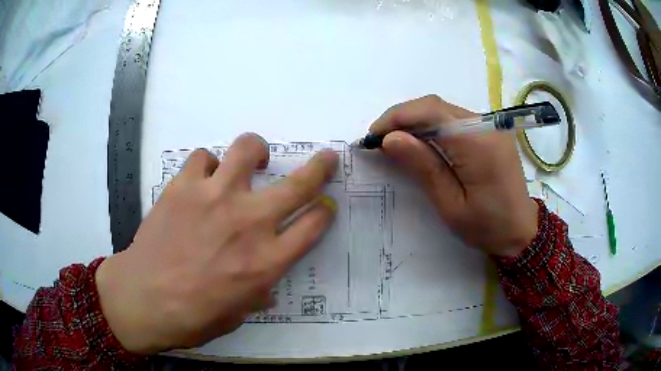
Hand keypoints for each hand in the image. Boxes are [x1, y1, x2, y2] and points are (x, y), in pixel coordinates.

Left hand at [96, 133, 338, 353]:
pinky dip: (207, 165)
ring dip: (256, 150)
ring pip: (247, 149)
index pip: (313, 225)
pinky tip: (203, 179)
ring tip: (253, 159)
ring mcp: (215, 197)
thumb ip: (258, 292)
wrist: (143, 299)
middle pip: (299, 184)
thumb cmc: (193, 317)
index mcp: (267, 261)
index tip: (326, 205)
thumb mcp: (238, 314)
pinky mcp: (184, 186)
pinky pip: (203, 158)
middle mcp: (249, 222)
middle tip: (326, 158)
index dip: (325, 212)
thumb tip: (266, 284)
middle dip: (320, 168)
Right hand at [370, 95, 537, 256]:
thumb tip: (391, 138)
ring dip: (416, 121)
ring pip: (444, 110)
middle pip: (436, 106)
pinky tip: (422, 143)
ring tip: (396, 143)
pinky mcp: (491, 131)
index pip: (431, 112)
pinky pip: (455, 119)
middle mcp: (487, 125)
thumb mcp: (451, 205)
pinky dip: (433, 127)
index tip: (373, 136)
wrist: (522, 231)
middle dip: (403, 118)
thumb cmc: (487, 227)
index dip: (397, 117)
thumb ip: (424, 168)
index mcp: (478, 144)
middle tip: (380, 140)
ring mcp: (492, 126)